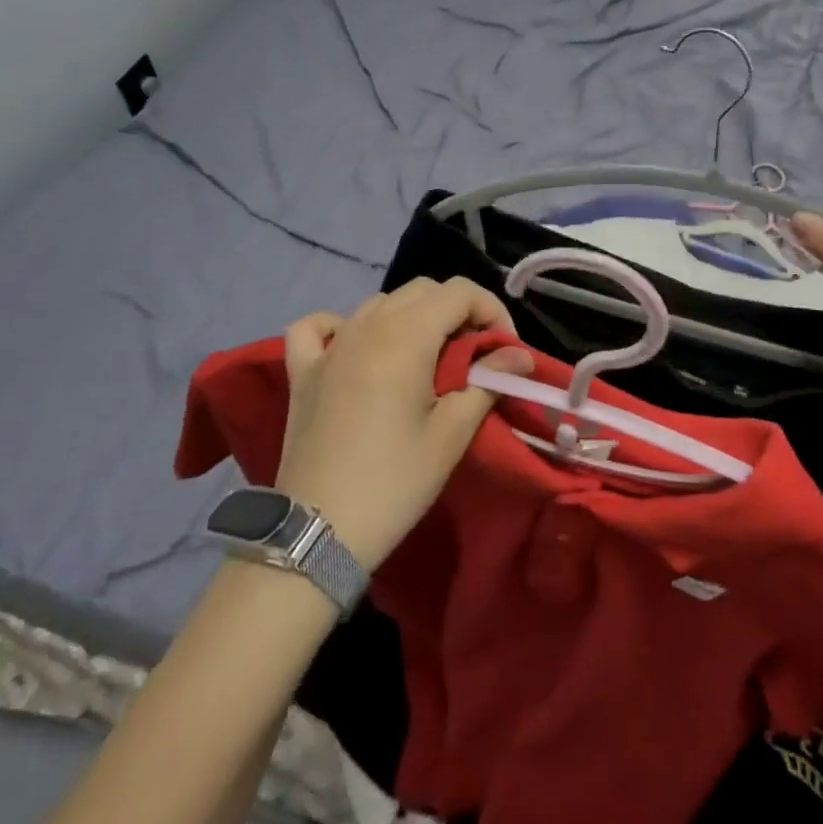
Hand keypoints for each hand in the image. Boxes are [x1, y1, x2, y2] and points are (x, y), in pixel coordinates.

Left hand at [273, 278, 532, 569]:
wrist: (317, 533)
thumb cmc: (394, 481)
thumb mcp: (452, 434)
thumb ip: (488, 383)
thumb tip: (520, 357)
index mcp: (406, 335)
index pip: (460, 292)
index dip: (491, 310)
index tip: (504, 350)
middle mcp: (367, 325)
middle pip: (423, 290)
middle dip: (457, 311)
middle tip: (473, 355)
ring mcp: (330, 345)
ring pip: (380, 302)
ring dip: (412, 316)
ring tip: (427, 356)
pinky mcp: (303, 370)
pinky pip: (318, 326)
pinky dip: (341, 325)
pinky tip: (355, 345)